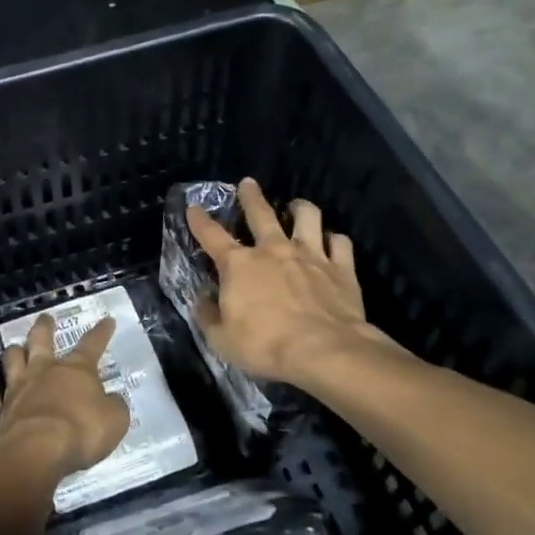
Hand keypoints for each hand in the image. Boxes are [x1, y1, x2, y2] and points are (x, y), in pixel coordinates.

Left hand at [0, 314, 130, 480]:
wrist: (35, 452)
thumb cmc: (80, 432)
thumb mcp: (114, 421)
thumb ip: (114, 407)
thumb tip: (112, 399)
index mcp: (75, 370)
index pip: (92, 344)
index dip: (101, 332)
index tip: (107, 319)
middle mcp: (43, 372)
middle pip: (40, 340)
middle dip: (44, 327)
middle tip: (45, 317)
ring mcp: (17, 390)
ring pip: (11, 360)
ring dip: (13, 352)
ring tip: (14, 348)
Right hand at [186, 177, 403, 388]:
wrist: (323, 350)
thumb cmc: (266, 345)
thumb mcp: (221, 339)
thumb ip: (208, 317)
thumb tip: (202, 301)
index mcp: (239, 265)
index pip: (212, 236)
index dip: (199, 220)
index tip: (193, 207)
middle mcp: (273, 250)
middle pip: (261, 213)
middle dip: (251, 196)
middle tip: (248, 183)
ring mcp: (310, 255)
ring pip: (307, 216)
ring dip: (300, 208)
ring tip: (297, 206)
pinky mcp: (340, 268)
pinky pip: (340, 243)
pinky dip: (335, 240)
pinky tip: (333, 242)